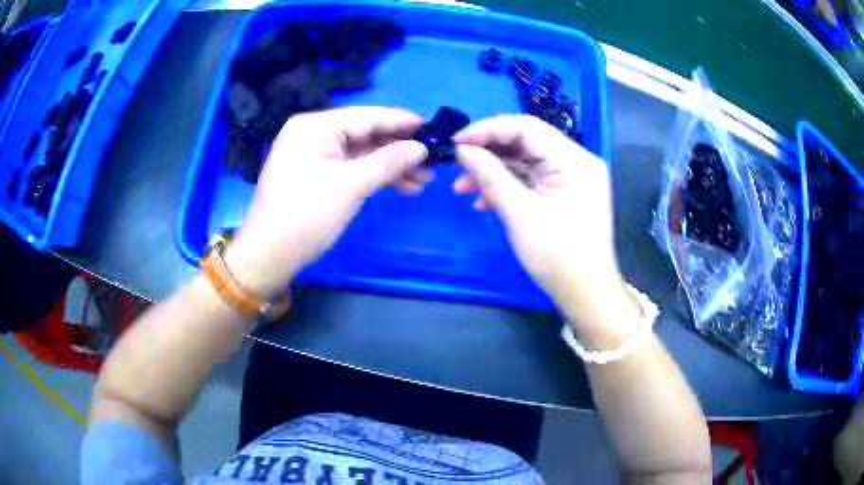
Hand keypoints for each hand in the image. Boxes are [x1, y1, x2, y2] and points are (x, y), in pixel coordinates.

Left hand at [226, 107, 429, 297]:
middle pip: (366, 135)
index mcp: (316, 126)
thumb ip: (389, 161)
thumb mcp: (351, 185)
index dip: (403, 123)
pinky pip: (350, 169)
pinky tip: (401, 188)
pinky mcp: (316, 176)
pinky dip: (374, 177)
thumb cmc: (306, 215)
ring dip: (391, 167)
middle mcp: (314, 134)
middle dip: (399, 150)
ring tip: (423, 181)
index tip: (434, 129)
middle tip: (433, 163)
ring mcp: (314, 156)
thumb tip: (421, 148)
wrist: (268, 255)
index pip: (368, 116)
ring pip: (361, 154)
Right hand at [454, 115, 633, 331]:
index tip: (456, 143)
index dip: (488, 129)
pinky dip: (507, 186)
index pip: (527, 127)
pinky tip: (484, 202)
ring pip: (525, 161)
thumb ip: (491, 176)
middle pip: (526, 142)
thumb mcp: (520, 215)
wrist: (586, 294)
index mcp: (574, 160)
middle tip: (456, 167)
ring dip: (493, 171)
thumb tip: (462, 150)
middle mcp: (576, 161)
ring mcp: (572, 177)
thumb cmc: (558, 257)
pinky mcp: (564, 192)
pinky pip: (532, 179)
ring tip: (463, 189)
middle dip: (488, 153)